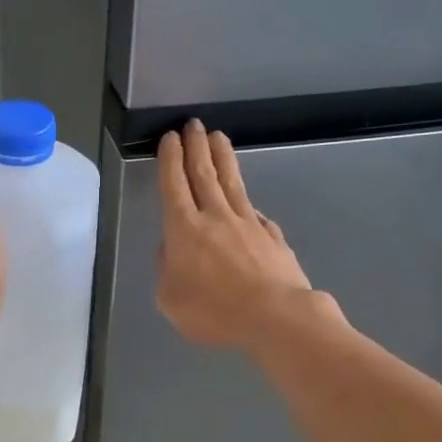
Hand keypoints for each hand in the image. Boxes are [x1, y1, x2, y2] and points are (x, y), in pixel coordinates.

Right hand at [155, 120, 330, 349]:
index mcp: (184, 229)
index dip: (170, 160)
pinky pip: (255, 213)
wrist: (275, 317)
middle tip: (194, 124)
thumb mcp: (170, 299)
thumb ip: (166, 269)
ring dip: (222, 158)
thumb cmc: (215, 311)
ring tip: (219, 138)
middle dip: (196, 147)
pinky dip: (247, 202)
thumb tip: (171, 249)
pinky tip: (247, 201)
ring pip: (232, 183)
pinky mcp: (272, 236)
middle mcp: (216, 217)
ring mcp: (248, 223)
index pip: (174, 185)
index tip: (170, 138)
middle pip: (203, 174)